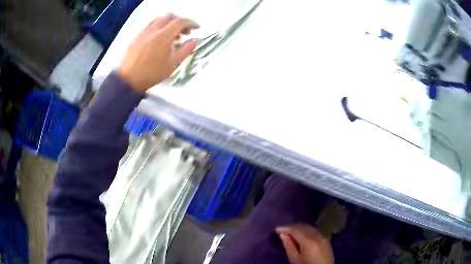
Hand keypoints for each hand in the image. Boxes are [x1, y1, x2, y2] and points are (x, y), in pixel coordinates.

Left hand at [118, 14, 199, 92]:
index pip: (181, 21)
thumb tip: (195, 40)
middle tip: (186, 32)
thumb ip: (186, 50)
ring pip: (160, 19)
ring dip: (170, 23)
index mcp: (163, 36)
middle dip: (181, 22)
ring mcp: (144, 31)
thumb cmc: (152, 73)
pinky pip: (151, 24)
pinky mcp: (137, 36)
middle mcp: (154, 30)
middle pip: (170, 17)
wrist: (128, 79)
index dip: (191, 23)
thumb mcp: (172, 64)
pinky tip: (161, 37)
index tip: (198, 28)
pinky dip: (160, 26)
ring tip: (173, 35)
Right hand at [276, 224, 333, 263]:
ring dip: (298, 227)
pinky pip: (313, 229)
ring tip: (289, 231)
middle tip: (281, 230)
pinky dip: (305, 229)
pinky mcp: (325, 237)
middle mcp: (317, 235)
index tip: (276, 228)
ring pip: (308, 226)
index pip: (295, 229)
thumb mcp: (295, 259)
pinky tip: (300, 233)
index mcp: (308, 241)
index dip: (285, 227)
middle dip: (291, 226)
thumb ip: (288, 245)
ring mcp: (322, 235)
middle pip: (302, 226)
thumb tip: (282, 234)